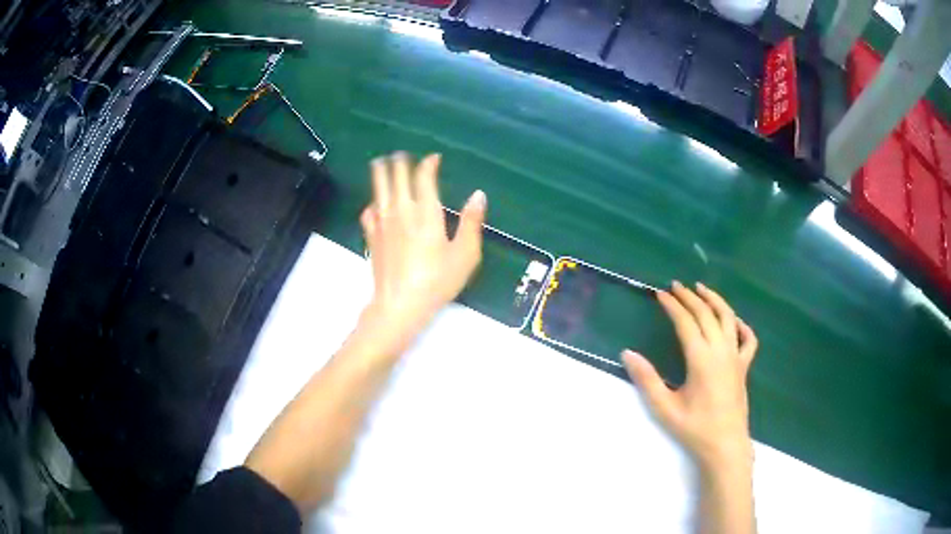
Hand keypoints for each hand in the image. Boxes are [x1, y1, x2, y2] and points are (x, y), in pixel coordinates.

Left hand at [359, 152, 485, 351]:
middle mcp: (401, 210)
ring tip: (380, 163)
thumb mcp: (465, 254)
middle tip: (401, 154)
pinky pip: (368, 211)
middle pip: (397, 176)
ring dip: (381, 173)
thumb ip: (472, 222)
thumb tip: (478, 195)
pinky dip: (372, 203)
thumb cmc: (437, 280)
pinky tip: (374, 204)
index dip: (428, 164)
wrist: (400, 304)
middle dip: (400, 162)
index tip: (433, 158)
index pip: (424, 177)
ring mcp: (383, 223)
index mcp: (426, 211)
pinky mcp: (372, 237)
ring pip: (379, 189)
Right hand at [622, 282, 757, 471]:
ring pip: (728, 318)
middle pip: (707, 314)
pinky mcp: (744, 367)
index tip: (661, 293)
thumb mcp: (665, 407)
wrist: (725, 445)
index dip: (673, 306)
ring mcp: (736, 357)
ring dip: (715, 300)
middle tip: (676, 286)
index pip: (686, 322)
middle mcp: (721, 351)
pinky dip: (741, 325)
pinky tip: (734, 321)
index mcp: (701, 359)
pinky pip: (748, 339)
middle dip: (690, 297)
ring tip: (702, 289)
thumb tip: (628, 353)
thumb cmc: (694, 428)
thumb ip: (647, 379)